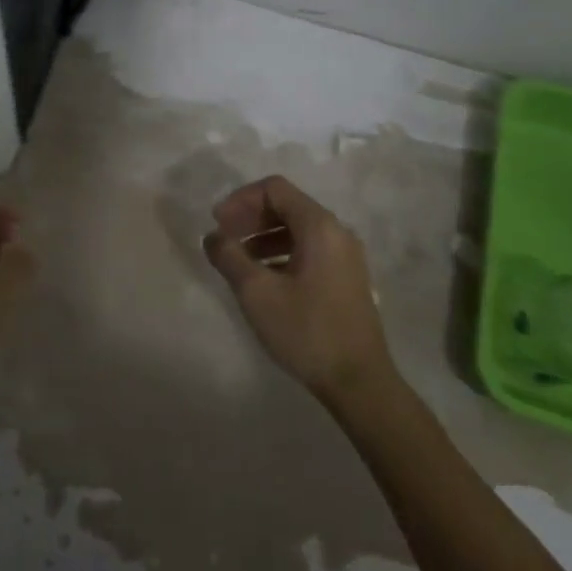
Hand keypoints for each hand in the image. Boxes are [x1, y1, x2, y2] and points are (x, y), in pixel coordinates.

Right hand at [203, 175, 396, 405]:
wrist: (359, 381)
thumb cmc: (306, 330)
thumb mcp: (257, 292)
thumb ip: (229, 257)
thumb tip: (213, 237)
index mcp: (319, 226)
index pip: (274, 189)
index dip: (240, 200)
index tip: (217, 223)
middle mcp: (337, 232)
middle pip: (287, 206)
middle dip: (250, 217)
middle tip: (223, 239)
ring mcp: (346, 256)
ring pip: (298, 229)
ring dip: (264, 236)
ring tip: (238, 260)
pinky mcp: (346, 278)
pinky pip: (309, 250)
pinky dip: (281, 252)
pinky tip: (263, 278)